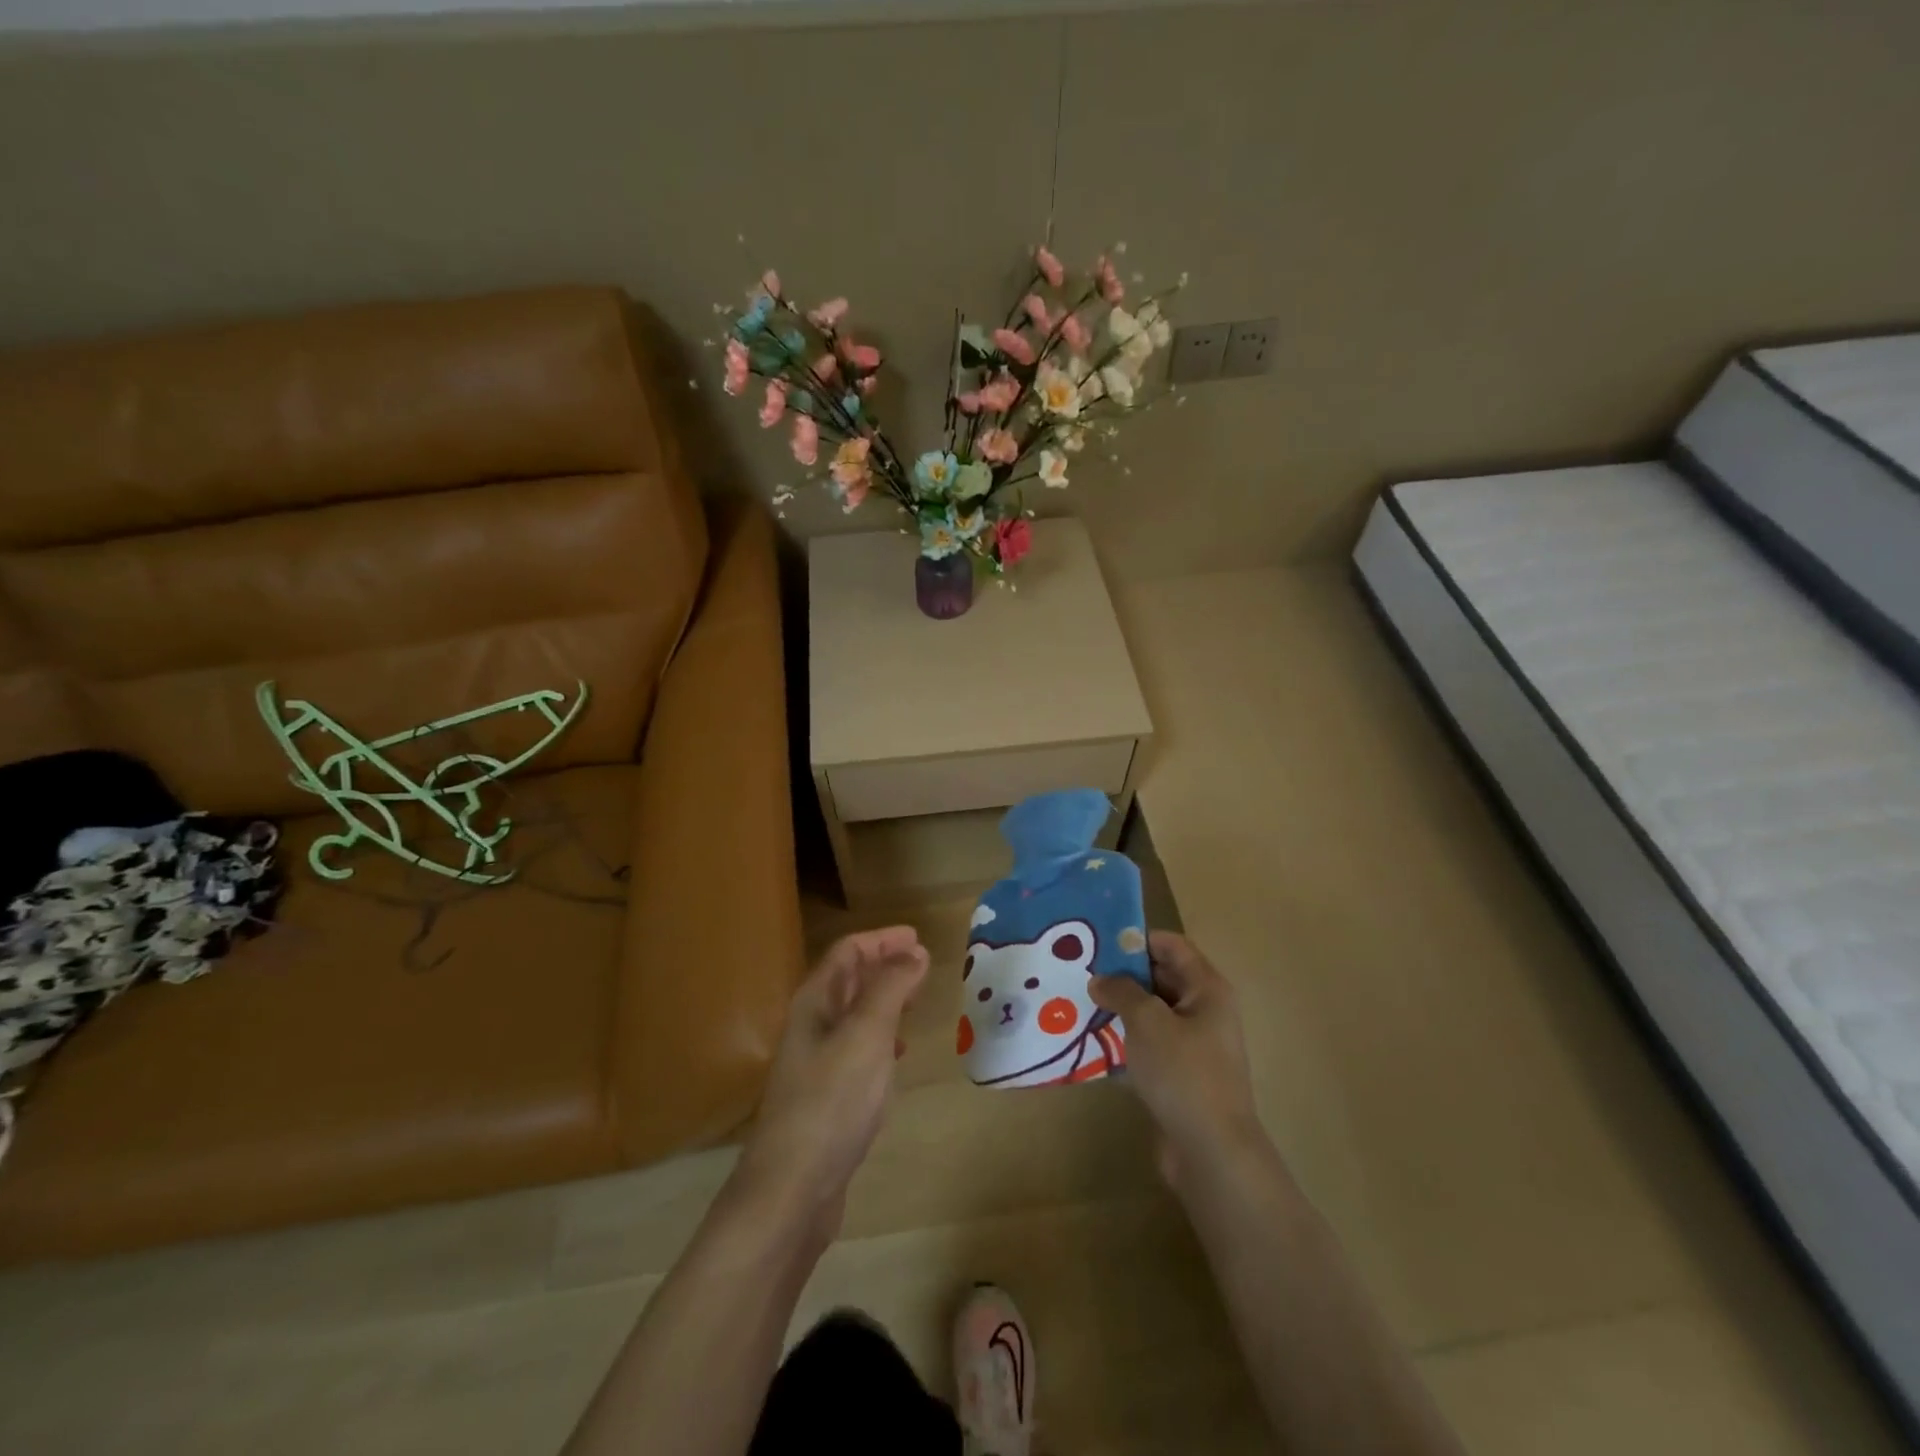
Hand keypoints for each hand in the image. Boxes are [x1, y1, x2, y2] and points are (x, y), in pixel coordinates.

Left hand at [735, 927, 929, 1237]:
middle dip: (884, 966)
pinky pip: (857, 1048)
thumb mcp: (867, 1034)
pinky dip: (882, 1037)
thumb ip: (891, 987)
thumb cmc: (832, 1100)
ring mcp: (816, 1062)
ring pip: (854, 1014)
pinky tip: (898, 1053)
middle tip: (923, 966)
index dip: (882, 940)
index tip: (918, 938)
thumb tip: (914, 951)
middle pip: (848, 979)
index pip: (848, 952)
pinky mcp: (826, 1096)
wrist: (792, 1188)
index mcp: (815, 1002)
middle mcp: (811, 1025)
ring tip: (916, 1002)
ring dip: (885, 1000)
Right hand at [1090, 931, 1264, 1189]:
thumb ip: (1122, 991)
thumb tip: (1100, 979)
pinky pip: (1149, 1045)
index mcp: (1207, 989)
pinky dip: (1125, 1040)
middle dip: (1123, 974)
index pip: (1172, 946)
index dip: (1137, 938)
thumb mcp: (1147, 1021)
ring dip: (1120, 1009)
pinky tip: (1092, 1041)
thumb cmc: (1183, 1073)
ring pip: (1152, 1014)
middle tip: (1080, 970)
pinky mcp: (1180, 1075)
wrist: (1211, 1151)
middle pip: (1161, 978)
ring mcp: (1194, 1045)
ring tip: (1078, 1002)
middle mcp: (1205, 1011)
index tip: (1098, 940)